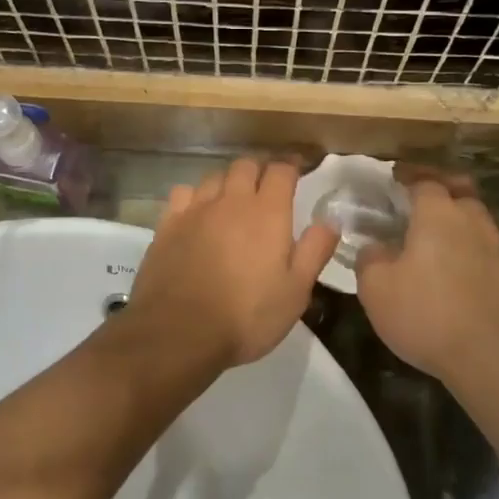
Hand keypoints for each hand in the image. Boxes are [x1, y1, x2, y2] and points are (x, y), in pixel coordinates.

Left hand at [125, 158, 338, 368]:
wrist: (178, 332)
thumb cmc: (246, 316)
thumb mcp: (295, 292)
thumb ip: (314, 250)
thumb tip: (331, 220)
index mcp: (268, 213)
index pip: (281, 171)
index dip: (292, 166)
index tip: (298, 170)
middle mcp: (232, 201)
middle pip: (246, 165)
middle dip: (260, 169)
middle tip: (268, 184)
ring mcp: (196, 209)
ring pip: (215, 176)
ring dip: (229, 181)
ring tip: (234, 197)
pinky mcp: (168, 223)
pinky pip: (184, 192)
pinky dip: (196, 195)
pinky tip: (198, 211)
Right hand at [356, 170, 498, 385]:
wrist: (492, 359)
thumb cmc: (427, 314)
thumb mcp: (376, 289)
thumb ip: (370, 258)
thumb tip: (375, 247)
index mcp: (438, 213)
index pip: (423, 180)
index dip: (407, 176)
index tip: (393, 179)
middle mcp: (472, 219)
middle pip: (459, 188)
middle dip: (440, 186)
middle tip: (419, 196)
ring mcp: (497, 246)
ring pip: (475, 217)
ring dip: (456, 217)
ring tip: (435, 235)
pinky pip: (485, 245)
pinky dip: (468, 245)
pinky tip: (455, 266)